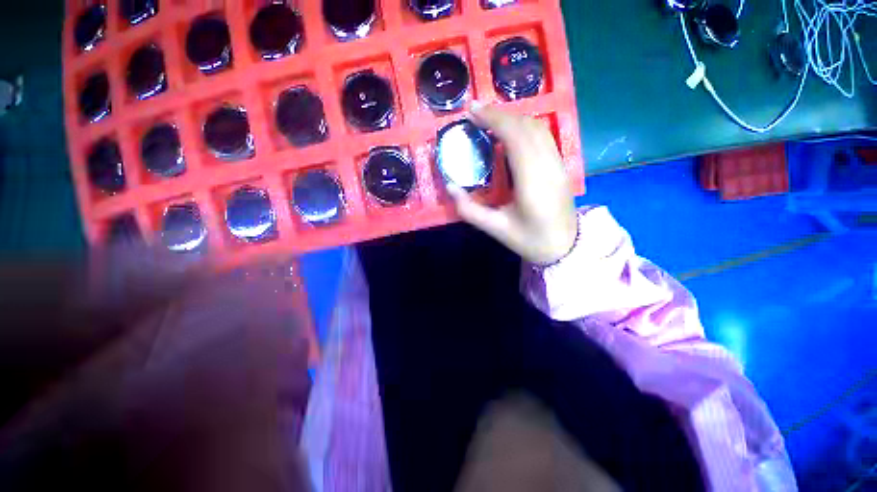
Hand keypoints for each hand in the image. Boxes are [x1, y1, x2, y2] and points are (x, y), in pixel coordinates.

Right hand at [447, 104, 578, 264]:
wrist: (566, 248)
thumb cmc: (530, 240)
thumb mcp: (495, 228)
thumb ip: (469, 209)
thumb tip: (451, 187)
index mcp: (532, 181)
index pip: (516, 137)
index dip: (494, 119)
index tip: (473, 112)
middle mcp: (549, 165)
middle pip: (527, 126)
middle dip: (500, 114)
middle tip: (476, 112)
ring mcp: (558, 164)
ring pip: (538, 128)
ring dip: (513, 118)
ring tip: (490, 120)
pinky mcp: (561, 166)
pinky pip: (544, 136)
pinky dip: (524, 127)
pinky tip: (510, 133)